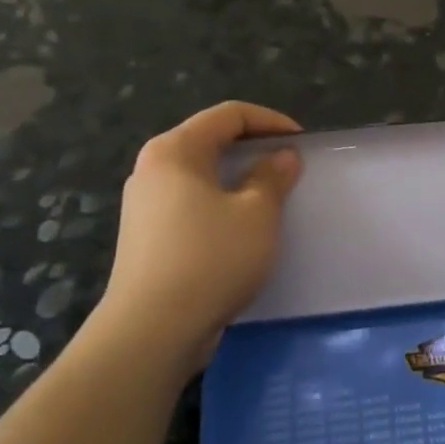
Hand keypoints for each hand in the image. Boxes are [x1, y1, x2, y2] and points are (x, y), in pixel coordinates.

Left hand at [97, 102, 302, 350]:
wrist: (153, 329)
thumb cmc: (211, 258)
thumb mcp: (257, 214)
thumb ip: (272, 176)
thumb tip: (282, 156)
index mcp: (175, 151)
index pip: (228, 115)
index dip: (270, 121)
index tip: (301, 143)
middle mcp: (152, 170)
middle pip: (209, 141)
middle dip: (253, 149)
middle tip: (288, 168)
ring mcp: (143, 206)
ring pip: (200, 176)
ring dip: (237, 180)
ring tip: (270, 200)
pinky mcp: (146, 238)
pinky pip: (190, 205)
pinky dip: (219, 205)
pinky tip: (241, 231)